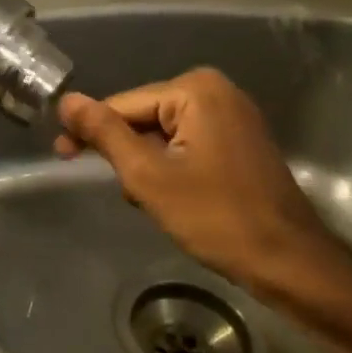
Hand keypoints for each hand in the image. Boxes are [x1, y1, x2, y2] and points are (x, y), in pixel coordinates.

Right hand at [55, 68, 344, 302]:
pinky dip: (170, 167)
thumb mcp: (148, 176)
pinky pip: (186, 142)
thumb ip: (105, 134)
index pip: (123, 105)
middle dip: (125, 153)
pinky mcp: (240, 139)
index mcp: (195, 89)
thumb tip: (67, 101)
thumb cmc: (216, 218)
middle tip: (122, 191)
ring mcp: (232, 114)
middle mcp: (216, 90)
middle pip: (144, 117)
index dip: (90, 131)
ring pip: (162, 134)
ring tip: (150, 201)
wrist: (289, 263)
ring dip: (146, 165)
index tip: (62, 156)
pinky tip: (172, 198)